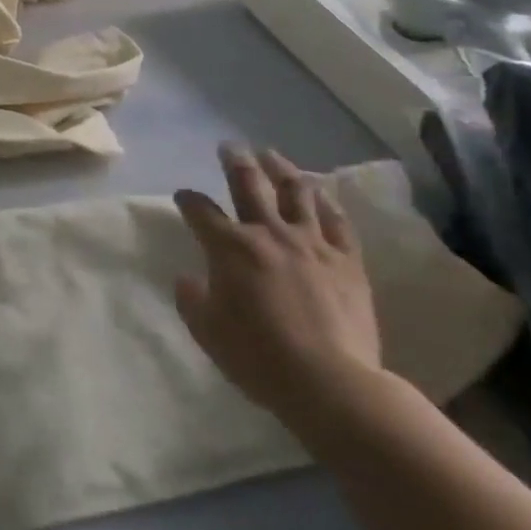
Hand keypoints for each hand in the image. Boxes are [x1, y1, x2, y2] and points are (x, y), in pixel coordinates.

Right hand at [174, 145, 383, 428]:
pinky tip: (320, 193)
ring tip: (273, 157)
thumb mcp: (207, 332)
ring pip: (296, 191)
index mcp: (229, 247)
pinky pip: (337, 221)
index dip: (188, 199)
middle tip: (229, 146)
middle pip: (248, 184)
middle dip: (235, 161)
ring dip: (281, 169)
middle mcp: (268, 233)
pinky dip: (326, 202)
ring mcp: (312, 243)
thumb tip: (188, 279)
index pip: (200, 211)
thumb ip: (191, 300)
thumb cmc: (258, 357)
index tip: (183, 195)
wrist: (330, 383)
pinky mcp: (347, 260)